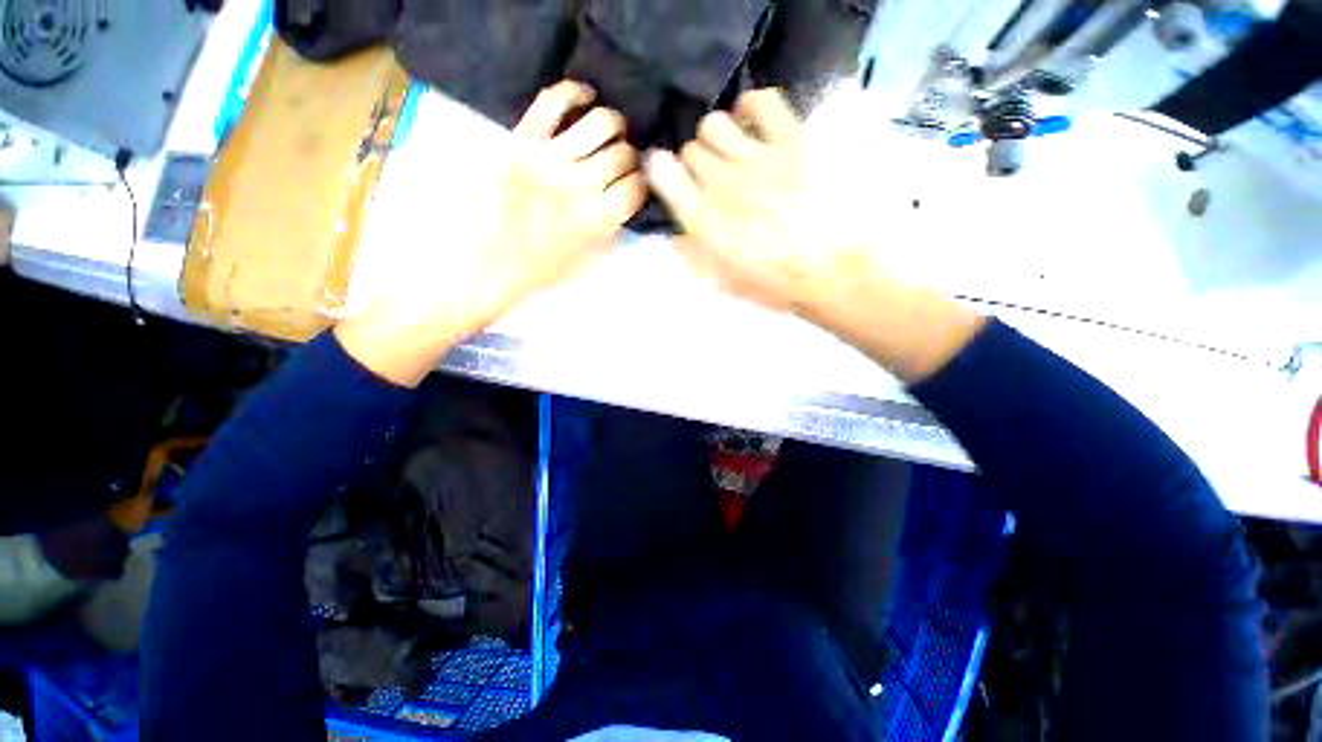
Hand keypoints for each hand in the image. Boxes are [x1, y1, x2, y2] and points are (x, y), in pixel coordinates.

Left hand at [337, 81, 646, 386]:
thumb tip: (630, 200)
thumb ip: (615, 230)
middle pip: (624, 155)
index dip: (642, 184)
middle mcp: (579, 186)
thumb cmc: (544, 269)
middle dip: (632, 158)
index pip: (637, 188)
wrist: (491, 263)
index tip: (637, 185)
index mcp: (597, 220)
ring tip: (613, 133)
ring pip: (601, 123)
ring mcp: (550, 159)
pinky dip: (574, 91)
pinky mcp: (522, 140)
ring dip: (615, 126)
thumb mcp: (591, 261)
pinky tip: (585, 98)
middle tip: (624, 163)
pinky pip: (553, 100)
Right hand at [647, 89, 986, 382]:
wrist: (835, 272)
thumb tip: (676, 234)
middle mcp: (721, 183)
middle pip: (691, 149)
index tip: (665, 172)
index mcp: (703, 219)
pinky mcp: (792, 139)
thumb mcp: (724, 282)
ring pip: (715, 123)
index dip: (660, 169)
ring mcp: (756, 157)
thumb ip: (693, 255)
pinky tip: (755, 124)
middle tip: (712, 177)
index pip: (663, 173)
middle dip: (695, 163)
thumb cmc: (776, 284)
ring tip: (732, 151)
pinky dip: (751, 107)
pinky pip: (761, 102)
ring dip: (717, 137)